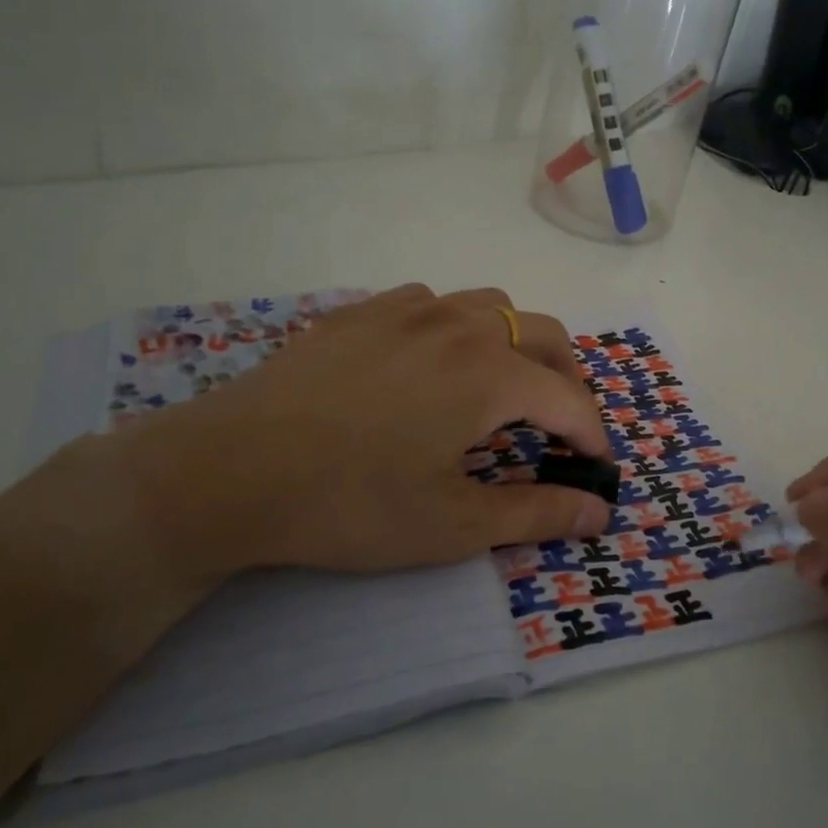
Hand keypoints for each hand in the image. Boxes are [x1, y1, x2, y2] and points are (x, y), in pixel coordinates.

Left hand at [95, 285, 612, 585]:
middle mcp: (460, 325)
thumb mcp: (453, 525)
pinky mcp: (361, 312)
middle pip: (545, 336)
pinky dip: (456, 326)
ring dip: (516, 343)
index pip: (570, 401)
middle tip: (561, 426)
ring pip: (490, 306)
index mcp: (491, 374)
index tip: (597, 469)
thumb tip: (598, 514)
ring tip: (503, 386)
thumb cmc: (351, 504)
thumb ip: (536, 514)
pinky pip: (432, 302)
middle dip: (568, 380)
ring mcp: (407, 310)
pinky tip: (430, 362)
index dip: (594, 437)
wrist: (228, 470)